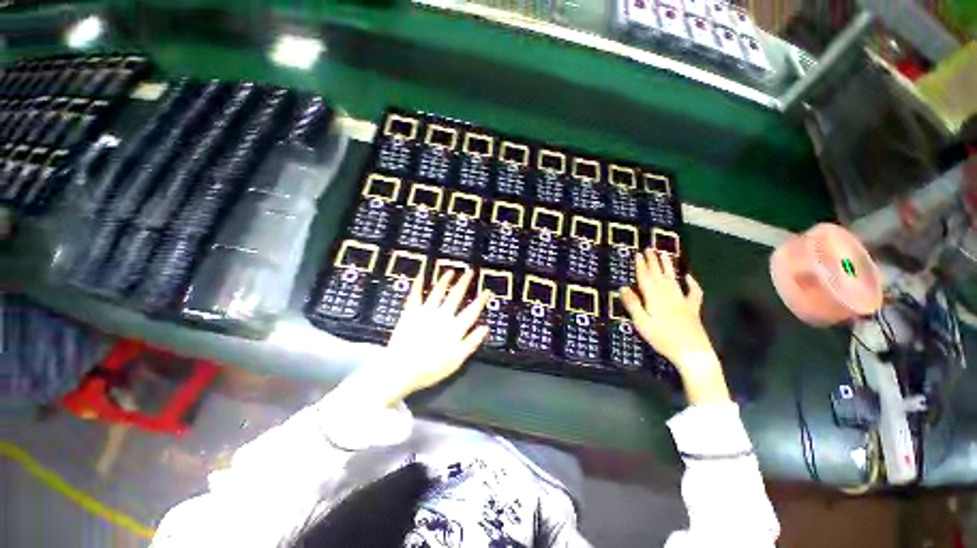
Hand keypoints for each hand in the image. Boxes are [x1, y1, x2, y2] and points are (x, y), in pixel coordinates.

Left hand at [379, 270, 490, 403]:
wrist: (401, 369)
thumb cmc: (430, 368)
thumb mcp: (457, 360)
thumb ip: (472, 342)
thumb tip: (485, 328)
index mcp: (455, 327)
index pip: (472, 310)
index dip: (481, 300)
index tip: (487, 291)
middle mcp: (443, 315)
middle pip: (456, 295)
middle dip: (464, 282)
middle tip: (470, 272)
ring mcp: (426, 312)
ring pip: (438, 291)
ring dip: (445, 280)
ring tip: (450, 271)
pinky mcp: (411, 312)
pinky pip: (415, 294)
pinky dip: (418, 284)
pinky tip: (422, 275)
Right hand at [621, 250, 729, 404]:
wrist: (692, 352)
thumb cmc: (662, 338)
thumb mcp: (642, 322)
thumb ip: (633, 304)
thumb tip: (623, 288)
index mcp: (654, 297)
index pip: (645, 278)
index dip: (642, 265)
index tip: (639, 254)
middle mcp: (668, 295)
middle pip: (659, 275)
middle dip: (654, 261)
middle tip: (650, 248)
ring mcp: (682, 300)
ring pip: (673, 279)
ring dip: (668, 266)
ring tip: (665, 255)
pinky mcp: (692, 308)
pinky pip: (693, 292)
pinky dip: (691, 283)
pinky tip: (688, 277)